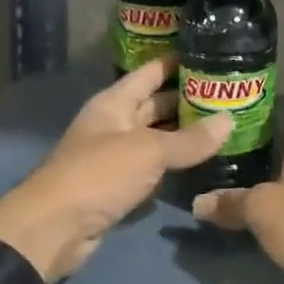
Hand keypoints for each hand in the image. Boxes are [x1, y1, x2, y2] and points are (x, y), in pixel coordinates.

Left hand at [0, 57, 230, 283]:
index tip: (212, 54)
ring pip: (157, 137)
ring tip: (225, 125)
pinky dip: (175, 163)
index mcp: (114, 103)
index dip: (177, 62)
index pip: (151, 72)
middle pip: (155, 104)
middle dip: (188, 99)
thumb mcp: (148, 151)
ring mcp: (116, 156)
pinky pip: (153, 167)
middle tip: (230, 95)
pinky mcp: (119, 186)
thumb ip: (190, 139)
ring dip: (185, 133)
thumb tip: (229, 120)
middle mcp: (115, 123)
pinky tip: (203, 161)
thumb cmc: (98, 175)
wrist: (53, 229)